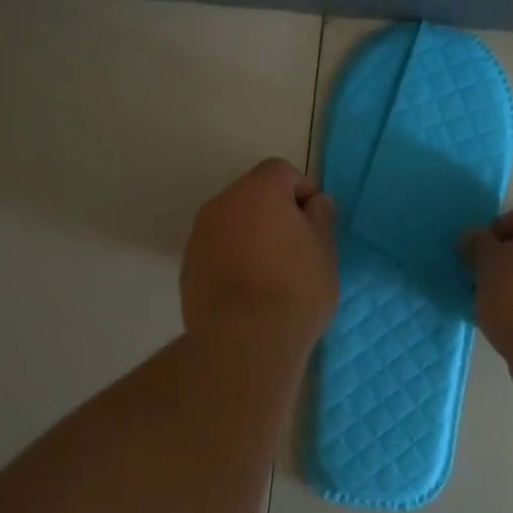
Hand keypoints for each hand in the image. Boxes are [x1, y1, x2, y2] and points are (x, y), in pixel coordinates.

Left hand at [181, 158, 338, 345]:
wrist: (245, 341)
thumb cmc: (296, 288)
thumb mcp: (324, 250)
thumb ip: (320, 218)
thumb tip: (315, 203)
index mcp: (258, 191)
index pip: (281, 171)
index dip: (302, 191)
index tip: (315, 223)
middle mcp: (222, 204)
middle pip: (252, 195)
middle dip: (274, 213)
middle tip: (297, 248)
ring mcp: (199, 236)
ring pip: (232, 223)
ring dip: (251, 236)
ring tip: (272, 273)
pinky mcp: (188, 267)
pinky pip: (217, 250)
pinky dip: (233, 259)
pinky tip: (249, 291)